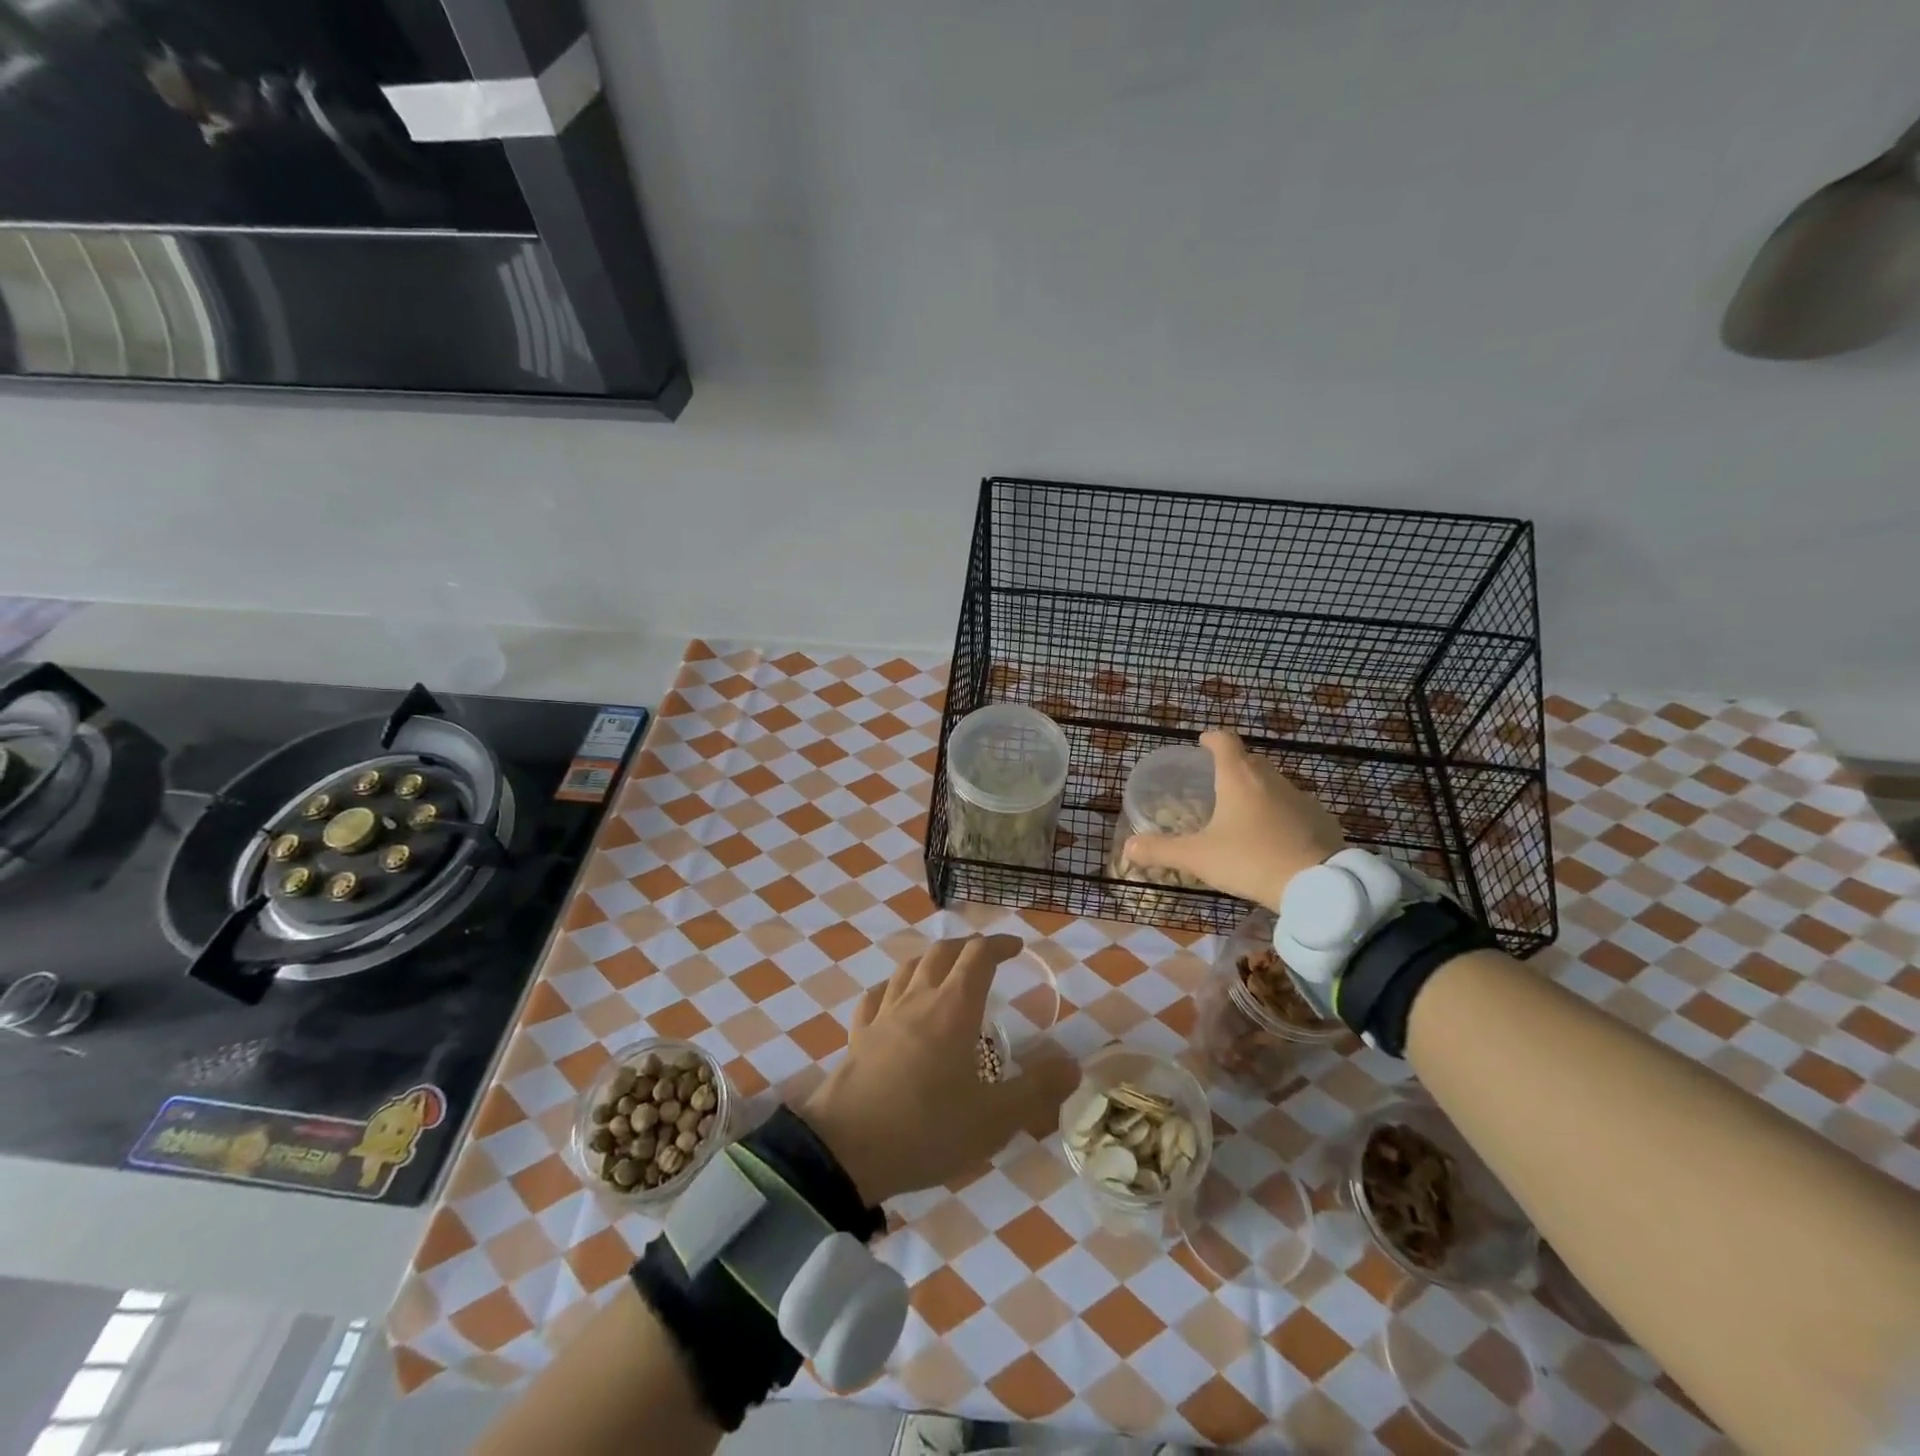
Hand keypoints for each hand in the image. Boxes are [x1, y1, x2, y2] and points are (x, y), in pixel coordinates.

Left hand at [797, 936, 1078, 1206]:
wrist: (846, 1148)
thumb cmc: (926, 1128)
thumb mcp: (993, 1119)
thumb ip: (1036, 1090)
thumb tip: (1074, 1064)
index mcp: (954, 1008)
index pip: (978, 956)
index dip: (999, 945)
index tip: (1016, 947)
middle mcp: (918, 999)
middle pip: (942, 952)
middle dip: (967, 947)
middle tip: (985, 957)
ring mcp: (883, 1015)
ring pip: (908, 969)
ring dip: (931, 961)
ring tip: (944, 972)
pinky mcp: (858, 1035)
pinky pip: (876, 997)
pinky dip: (892, 988)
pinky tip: (893, 999)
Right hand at [1122, 728, 1347, 908]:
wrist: (1318, 885)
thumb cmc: (1250, 860)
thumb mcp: (1199, 858)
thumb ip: (1162, 850)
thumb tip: (1130, 847)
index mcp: (1239, 777)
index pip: (1224, 741)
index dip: (1211, 739)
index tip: (1202, 743)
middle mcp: (1270, 778)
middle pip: (1249, 760)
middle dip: (1232, 766)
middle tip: (1215, 784)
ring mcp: (1300, 797)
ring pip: (1273, 783)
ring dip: (1256, 791)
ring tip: (1241, 813)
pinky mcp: (1320, 818)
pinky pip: (1293, 807)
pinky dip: (1278, 814)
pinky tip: (1271, 837)